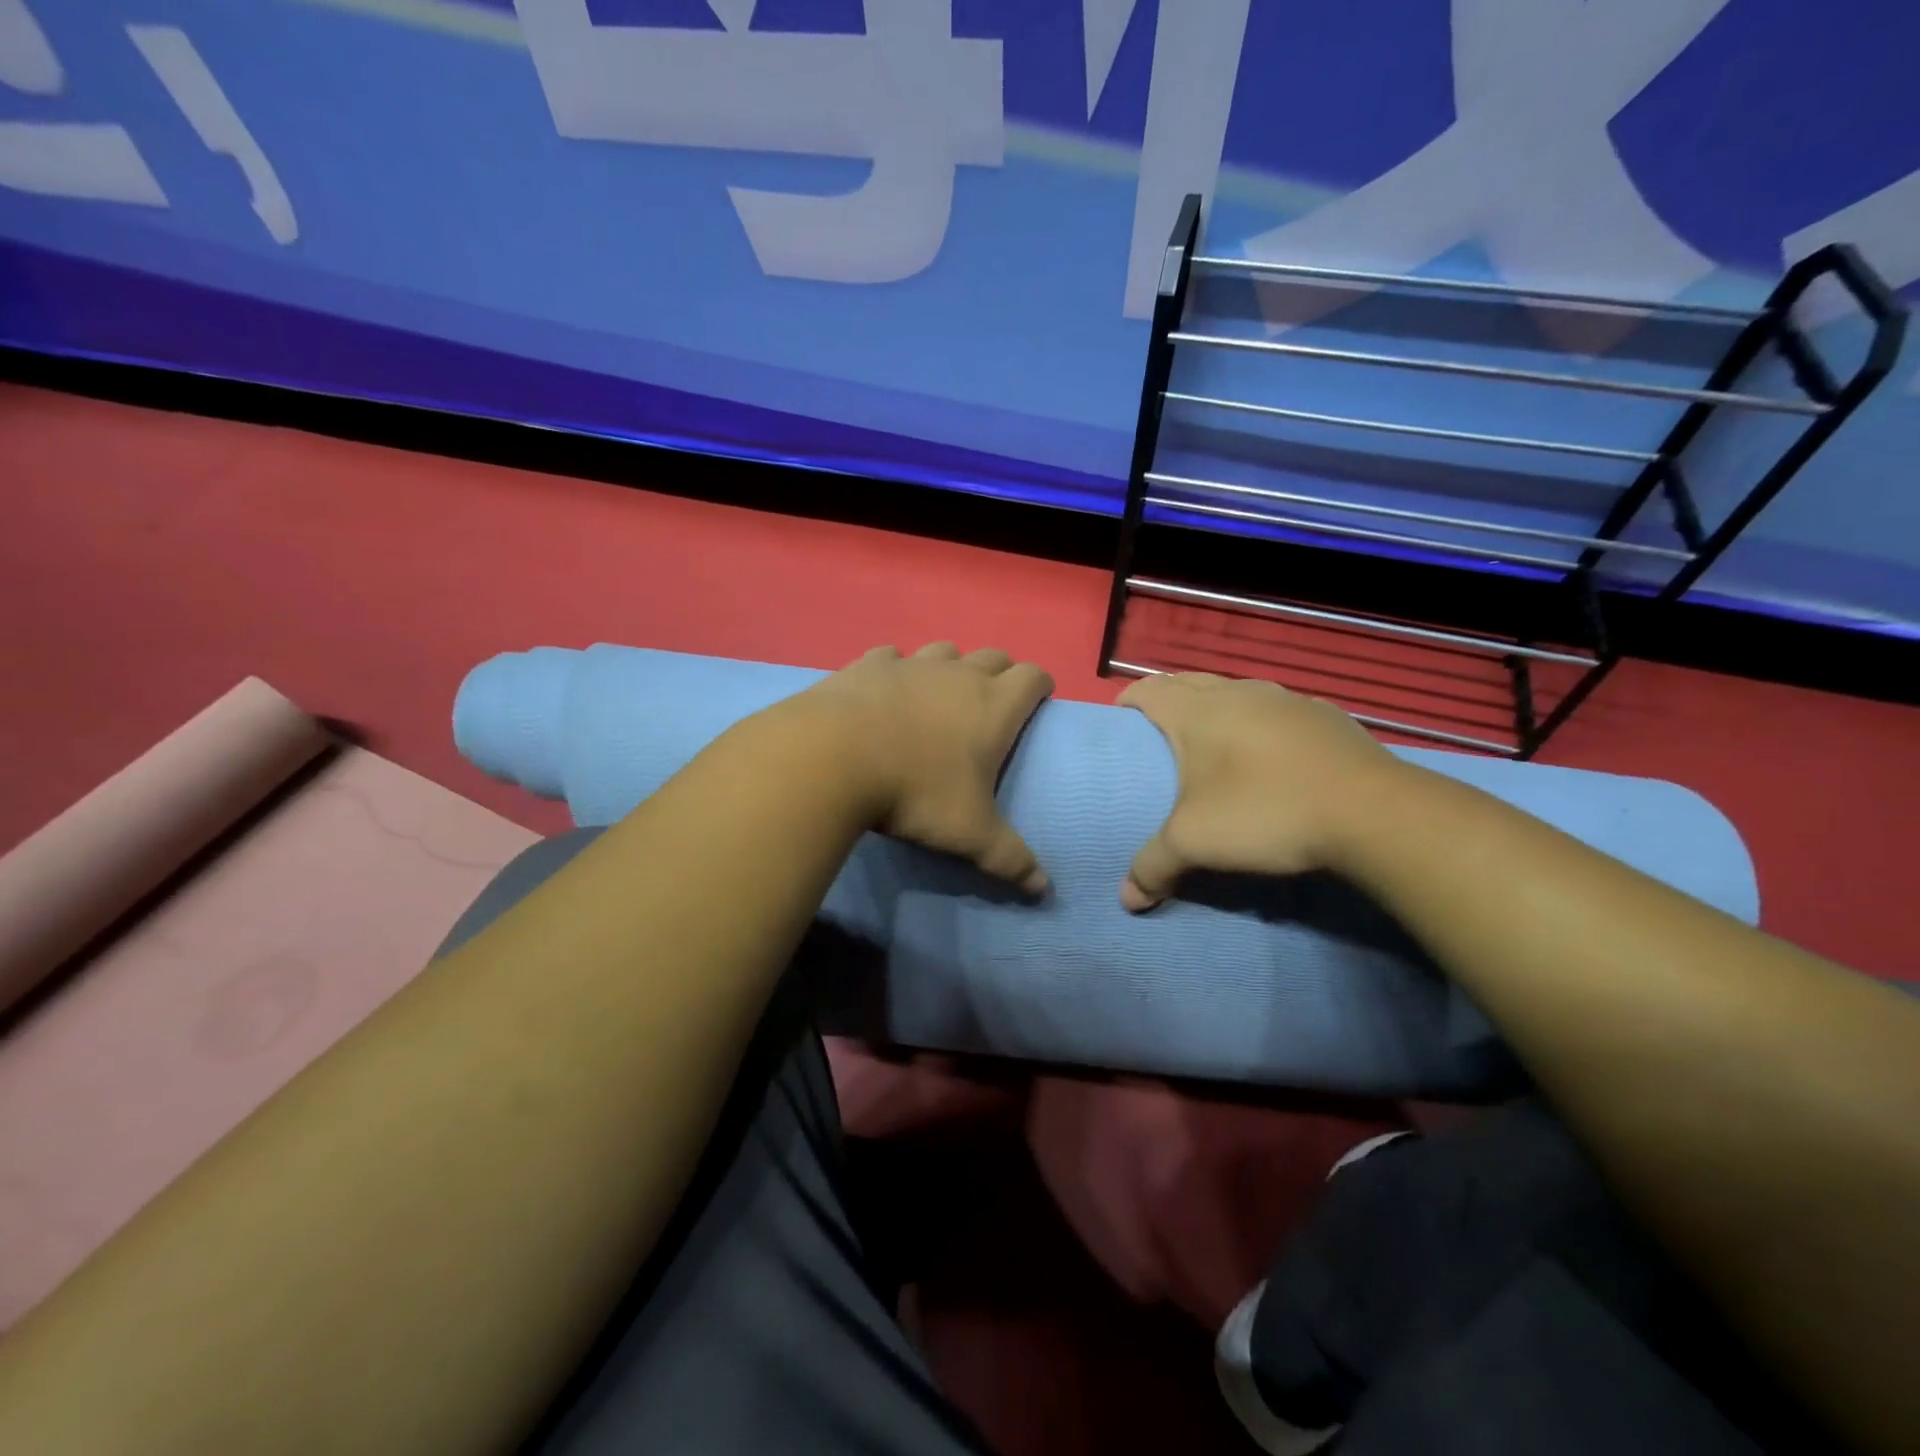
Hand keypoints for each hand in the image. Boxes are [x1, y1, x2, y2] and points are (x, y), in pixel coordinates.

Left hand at [798, 642, 1053, 893]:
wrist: (831, 758)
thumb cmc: (914, 792)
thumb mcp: (968, 834)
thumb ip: (1009, 858)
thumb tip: (1044, 889)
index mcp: (993, 706)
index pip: (1033, 677)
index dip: (1041, 686)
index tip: (1039, 702)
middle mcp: (957, 675)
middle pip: (993, 657)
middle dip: (1000, 674)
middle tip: (992, 705)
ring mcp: (911, 664)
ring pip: (944, 651)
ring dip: (951, 667)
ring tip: (940, 697)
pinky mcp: (867, 665)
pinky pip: (892, 656)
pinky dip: (897, 669)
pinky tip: (886, 691)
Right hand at [1118, 673, 1403, 909]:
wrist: (1372, 812)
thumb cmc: (1265, 812)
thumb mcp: (1196, 844)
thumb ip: (1153, 866)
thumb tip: (1126, 899)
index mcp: (1197, 711)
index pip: (1149, 689)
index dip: (1128, 701)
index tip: (1119, 722)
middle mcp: (1238, 693)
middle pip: (1189, 682)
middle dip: (1168, 700)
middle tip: (1158, 734)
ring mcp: (1286, 700)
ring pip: (1236, 691)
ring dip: (1217, 708)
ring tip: (1213, 743)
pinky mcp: (1325, 715)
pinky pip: (1277, 709)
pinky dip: (1261, 723)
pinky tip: (1272, 755)